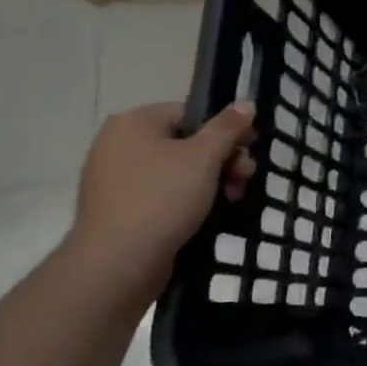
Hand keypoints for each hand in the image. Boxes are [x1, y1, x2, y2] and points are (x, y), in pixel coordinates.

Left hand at [68, 101, 257, 289]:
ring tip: (233, 199)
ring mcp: (116, 178)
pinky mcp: (120, 208)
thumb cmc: (162, 198)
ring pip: (177, 170)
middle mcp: (119, 144)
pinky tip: (209, 214)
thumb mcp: (204, 157)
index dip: (226, 129)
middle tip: (246, 178)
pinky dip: (188, 199)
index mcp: (134, 123)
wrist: (117, 262)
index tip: (250, 149)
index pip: (191, 113)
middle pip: (186, 142)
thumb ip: (227, 127)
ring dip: (211, 181)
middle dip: (222, 159)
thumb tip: (246, 102)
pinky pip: (162, 193)